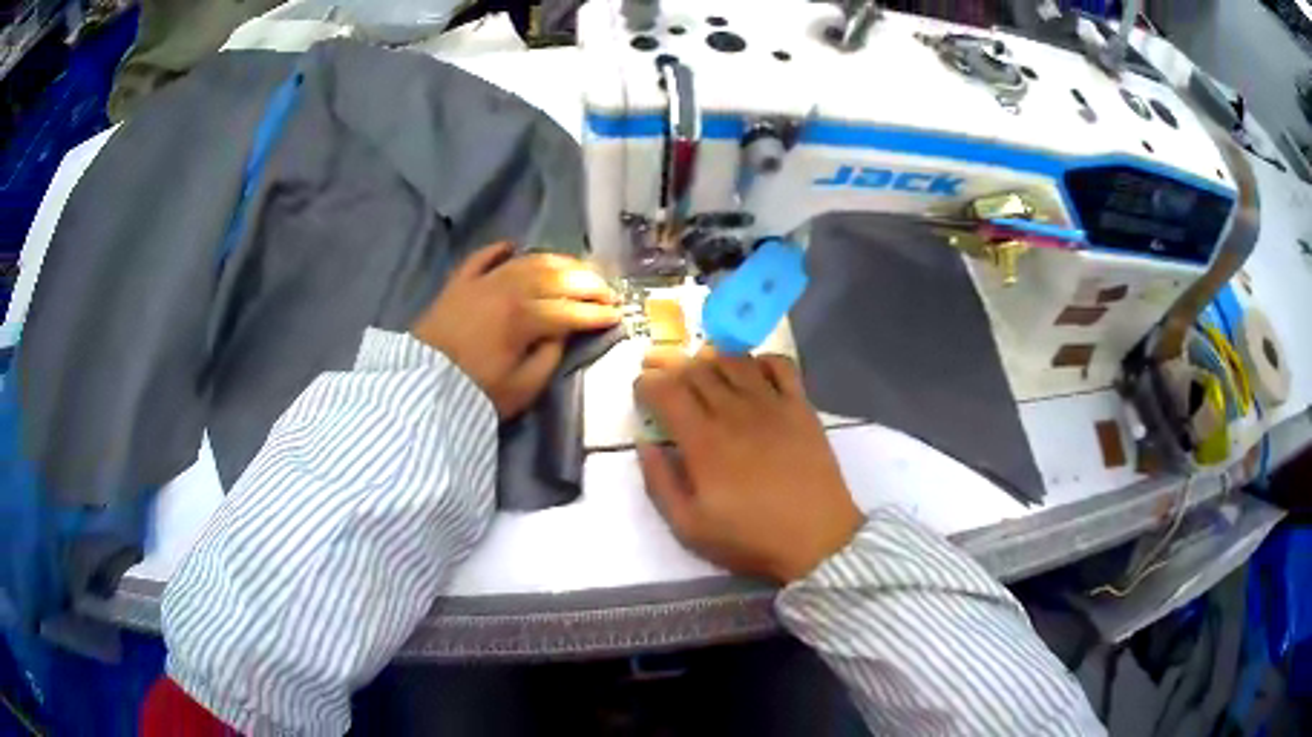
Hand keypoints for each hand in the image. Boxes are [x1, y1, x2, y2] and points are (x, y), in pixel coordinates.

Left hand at [412, 243, 621, 418]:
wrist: (420, 387)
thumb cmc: (474, 393)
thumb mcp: (522, 388)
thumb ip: (548, 358)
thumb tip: (561, 335)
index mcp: (525, 318)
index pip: (571, 310)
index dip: (597, 312)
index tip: (617, 314)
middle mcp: (508, 289)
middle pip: (556, 278)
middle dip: (587, 283)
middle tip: (607, 290)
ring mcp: (482, 281)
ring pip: (528, 261)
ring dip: (557, 262)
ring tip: (576, 268)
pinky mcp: (459, 282)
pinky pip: (483, 257)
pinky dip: (499, 249)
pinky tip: (514, 246)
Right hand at [634, 348, 863, 582]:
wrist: (817, 540)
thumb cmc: (750, 538)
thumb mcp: (689, 527)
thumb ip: (659, 482)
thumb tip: (644, 442)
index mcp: (703, 441)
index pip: (666, 390)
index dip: (646, 383)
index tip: (641, 391)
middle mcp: (735, 411)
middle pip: (696, 368)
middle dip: (670, 365)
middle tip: (661, 373)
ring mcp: (772, 404)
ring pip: (734, 360)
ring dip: (711, 358)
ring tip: (703, 370)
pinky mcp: (801, 406)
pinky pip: (780, 365)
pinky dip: (760, 360)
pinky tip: (752, 373)